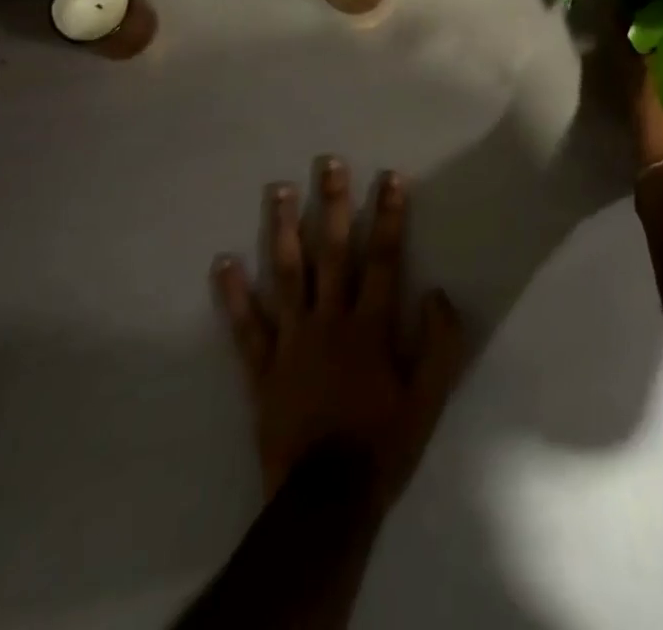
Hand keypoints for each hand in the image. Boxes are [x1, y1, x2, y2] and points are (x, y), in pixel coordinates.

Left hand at [212, 157, 464, 513]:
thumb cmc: (383, 443)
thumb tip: (438, 292)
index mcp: (370, 325)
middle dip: (333, 203)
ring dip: (284, 230)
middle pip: (333, 252)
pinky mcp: (262, 368)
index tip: (390, 176)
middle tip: (327, 162)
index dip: (389, 214)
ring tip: (278, 190)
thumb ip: (439, 343)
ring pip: (287, 274)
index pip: (383, 257)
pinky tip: (223, 262)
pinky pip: (245, 327)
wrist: (326, 501)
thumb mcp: (429, 399)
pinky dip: (233, 295)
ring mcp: (291, 341)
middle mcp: (329, 320)